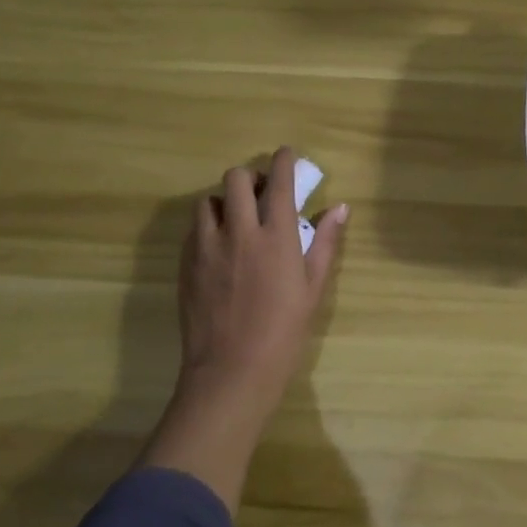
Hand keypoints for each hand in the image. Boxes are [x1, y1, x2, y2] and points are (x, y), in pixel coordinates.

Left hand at [141, 148, 347, 508]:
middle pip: (235, 179)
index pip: (279, 182)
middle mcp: (238, 232)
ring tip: (237, 219)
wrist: (231, 372)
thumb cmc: (284, 331)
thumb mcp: (313, 287)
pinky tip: (221, 246)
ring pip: (208, 201)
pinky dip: (208, 226)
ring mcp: (207, 248)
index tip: (287, 154)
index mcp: (275, 236)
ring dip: (225, 201)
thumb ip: (324, 242)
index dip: (284, 161)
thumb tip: (340, 208)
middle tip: (262, 193)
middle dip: (251, 177)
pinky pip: (194, 230)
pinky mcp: (186, 265)